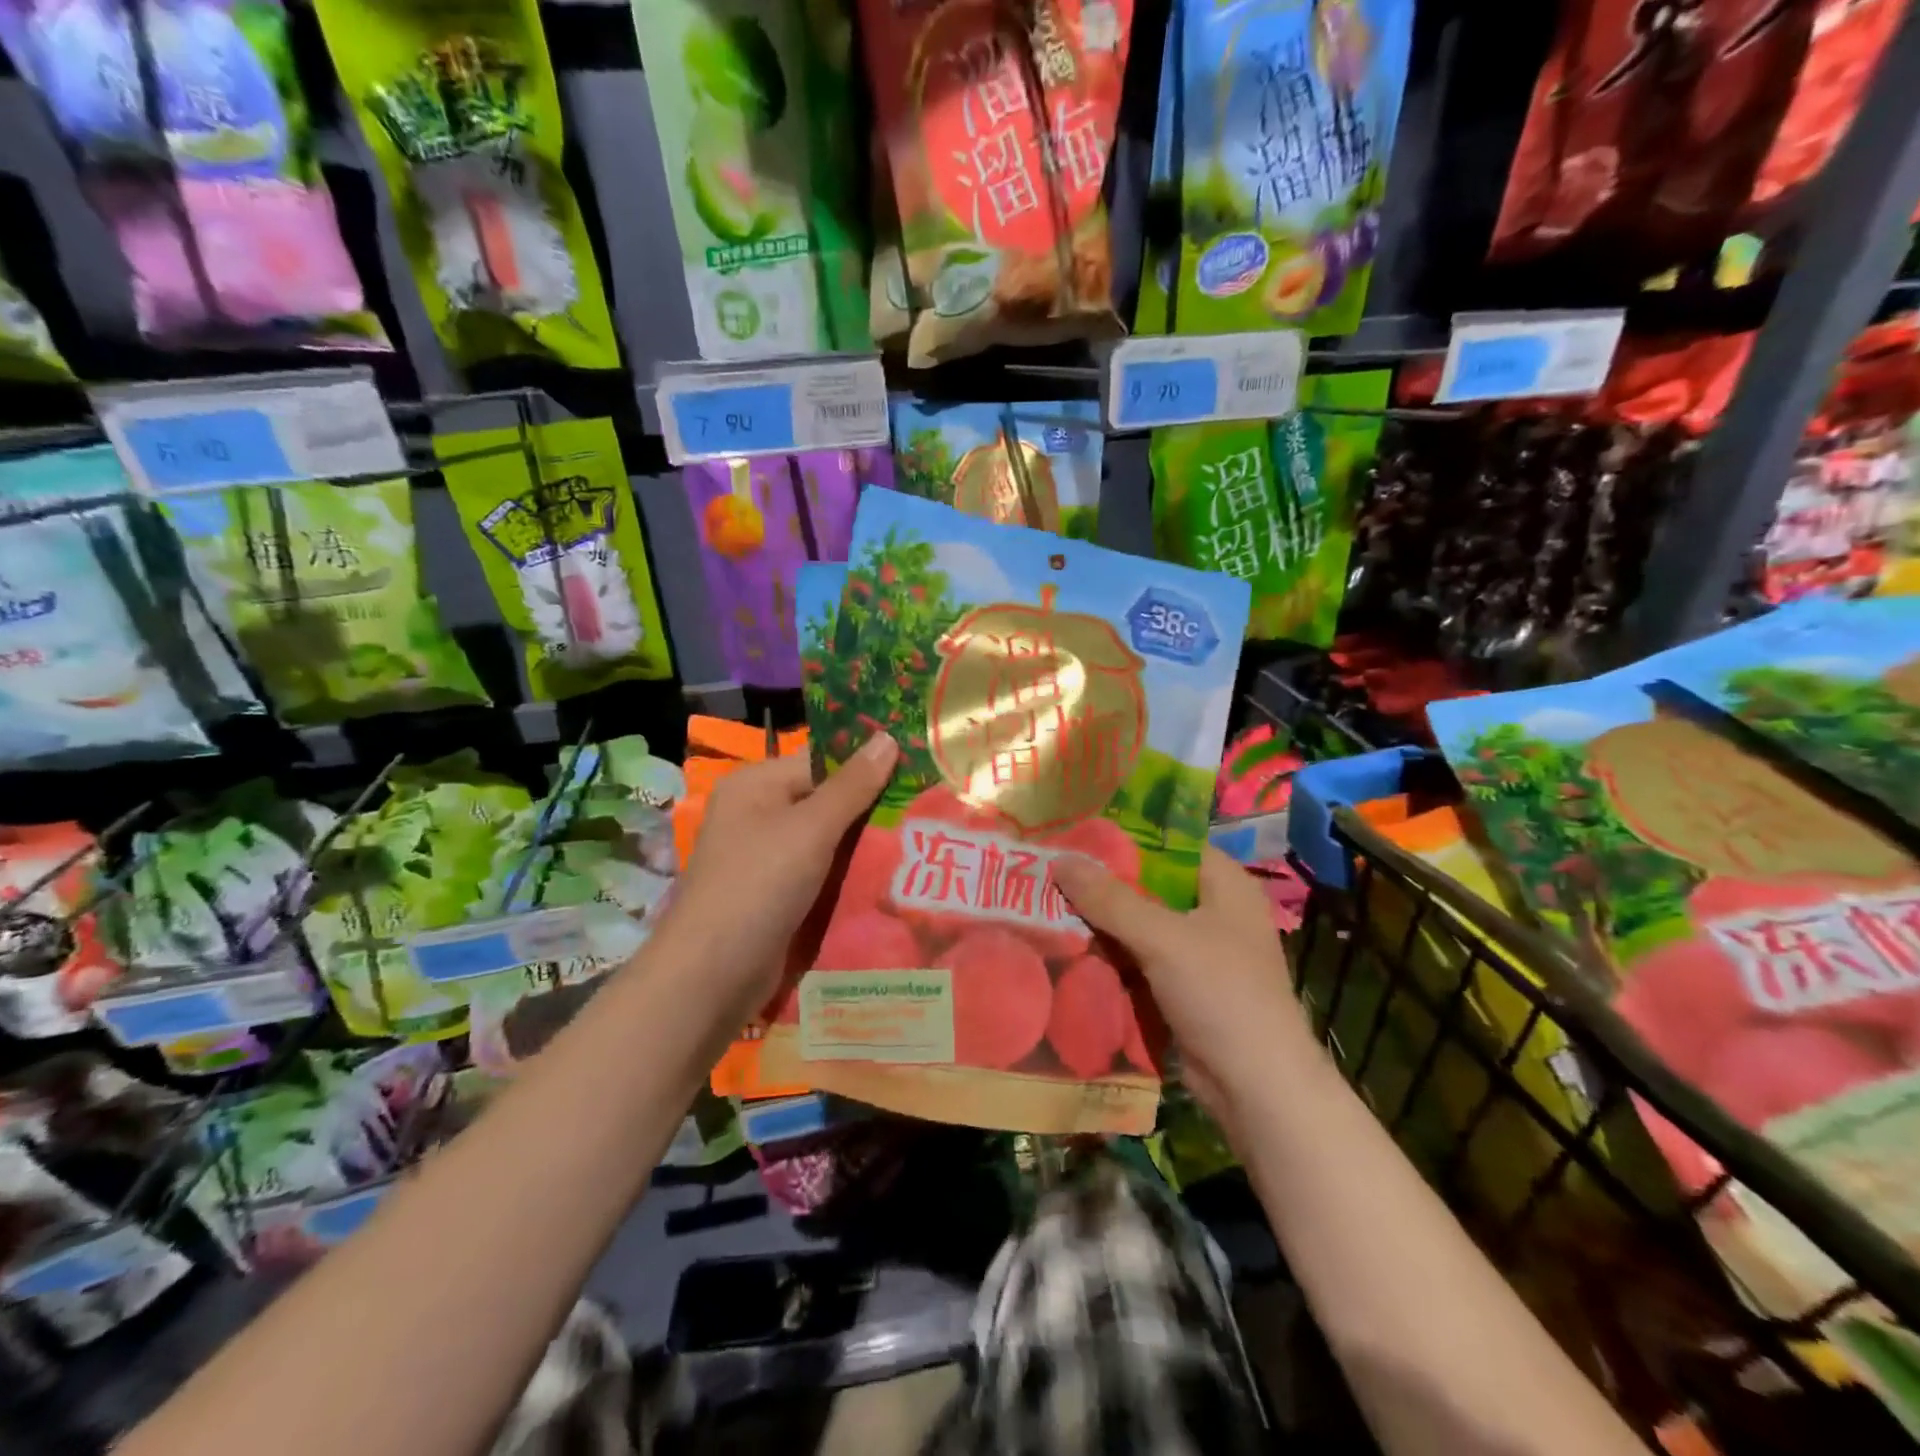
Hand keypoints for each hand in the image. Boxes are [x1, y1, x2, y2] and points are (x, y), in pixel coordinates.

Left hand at [654, 733, 898, 1024]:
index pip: (822, 763)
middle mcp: (758, 815)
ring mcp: (766, 858)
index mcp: (756, 785)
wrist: (713, 976)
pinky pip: (821, 874)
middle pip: (826, 802)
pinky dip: (849, 876)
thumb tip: (888, 737)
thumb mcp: (811, 828)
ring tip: (920, 845)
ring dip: (865, 847)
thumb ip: (853, 785)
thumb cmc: (760, 885)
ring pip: (828, 842)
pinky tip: (890, 879)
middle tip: (927, 813)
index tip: (918, 776)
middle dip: (872, 811)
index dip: (868, 768)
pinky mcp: (776, 895)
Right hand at [1052, 846, 1316, 1132]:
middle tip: (1051, 871)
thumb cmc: (1221, 995)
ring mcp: (1199, 952)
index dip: (1124, 837)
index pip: (1169, 843)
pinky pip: (1140, 958)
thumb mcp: (1162, 938)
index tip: (1075, 835)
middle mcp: (1214, 910)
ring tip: (1048, 904)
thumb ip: (1110, 898)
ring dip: (1102, 921)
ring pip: (1141, 924)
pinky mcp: (1183, 986)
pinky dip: (1112, 954)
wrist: (1256, 1089)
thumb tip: (1060, 859)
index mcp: (1225, 884)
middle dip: (1103, 882)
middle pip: (1150, 884)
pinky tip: (1070, 947)